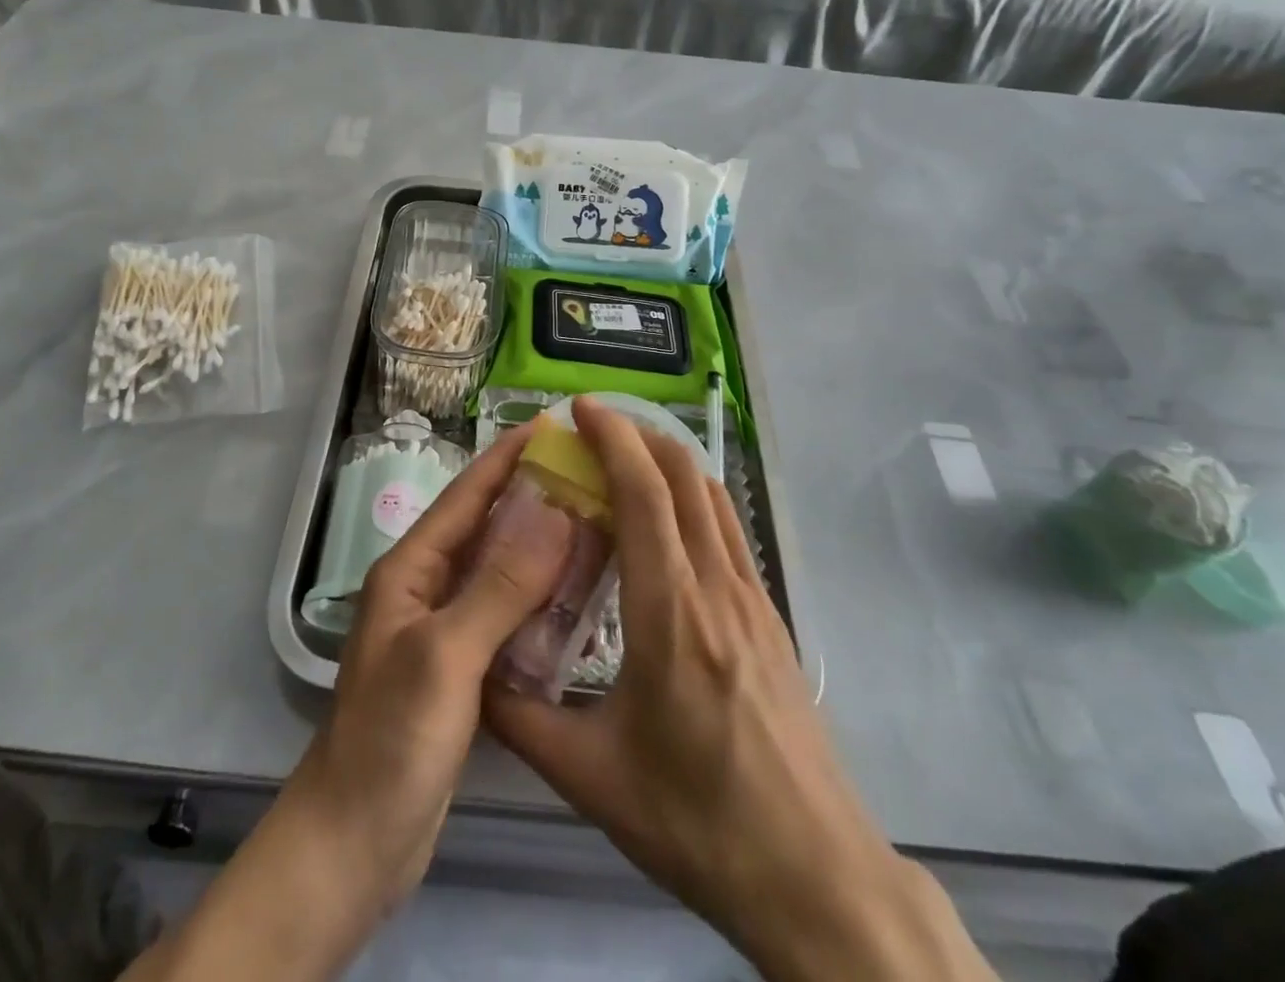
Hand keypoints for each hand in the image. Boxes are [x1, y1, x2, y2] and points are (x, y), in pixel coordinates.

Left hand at [292, 417, 574, 905]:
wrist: (354, 841)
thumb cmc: (391, 739)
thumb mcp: (446, 655)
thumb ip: (499, 586)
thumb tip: (554, 513)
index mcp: (412, 569)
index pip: (466, 496)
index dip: (506, 457)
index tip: (551, 425)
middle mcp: (427, 587)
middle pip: (486, 527)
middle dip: (532, 496)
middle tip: (591, 474)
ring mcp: (444, 629)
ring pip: (500, 571)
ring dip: (542, 546)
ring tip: (597, 523)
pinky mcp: (462, 668)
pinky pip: (506, 616)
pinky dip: (540, 600)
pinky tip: (580, 599)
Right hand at [486, 398, 996, 981]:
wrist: (816, 876)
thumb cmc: (698, 822)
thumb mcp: (591, 777)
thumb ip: (518, 717)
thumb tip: (468, 668)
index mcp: (670, 611)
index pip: (643, 492)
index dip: (611, 437)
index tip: (578, 409)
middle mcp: (716, 586)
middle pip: (684, 475)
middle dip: (638, 433)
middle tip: (591, 428)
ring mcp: (752, 598)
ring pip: (712, 496)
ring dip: (668, 460)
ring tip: (623, 459)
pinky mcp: (770, 618)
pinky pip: (728, 529)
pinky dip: (693, 497)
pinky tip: (666, 521)